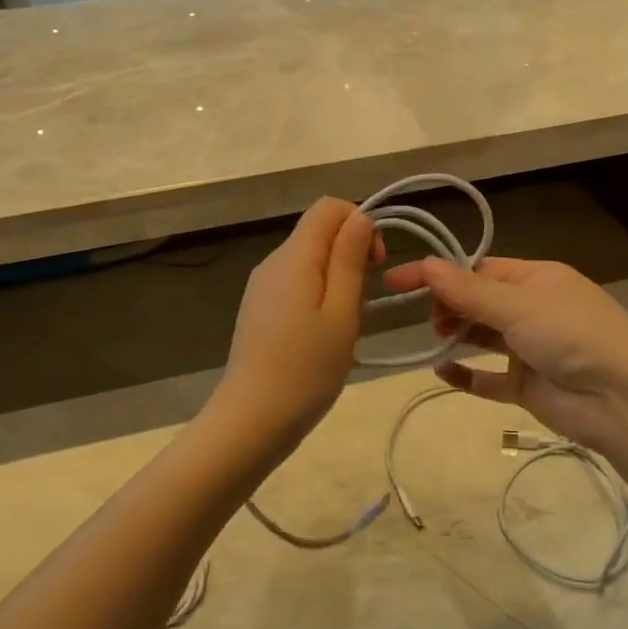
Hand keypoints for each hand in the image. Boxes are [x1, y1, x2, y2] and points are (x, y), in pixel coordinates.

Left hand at [204, 198, 382, 462]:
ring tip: (344, 326)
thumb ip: (349, 260)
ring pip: (309, 261)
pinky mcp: (259, 309)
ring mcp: (262, 287)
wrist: (251, 421)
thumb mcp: (341, 313)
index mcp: (294, 257)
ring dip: (337, 280)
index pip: (328, 207)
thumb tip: (360, 216)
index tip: (376, 264)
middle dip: (350, 255)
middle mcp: (273, 262)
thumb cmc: (306, 369)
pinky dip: (318, 297)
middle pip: (319, 233)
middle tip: (362, 304)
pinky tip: (323, 336)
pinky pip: (296, 284)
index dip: (360, 224)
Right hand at [378, 256, 627, 461]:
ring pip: (483, 336)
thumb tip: (425, 264)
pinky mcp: (528, 386)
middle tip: (431, 320)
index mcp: (536, 279)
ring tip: (434, 338)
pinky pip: (489, 378)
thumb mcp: (517, 305)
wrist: (623, 399)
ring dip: (457, 334)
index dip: (440, 273)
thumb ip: (467, 291)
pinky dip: (467, 374)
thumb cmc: (571, 334)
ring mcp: (530, 348)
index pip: (479, 269)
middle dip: (450, 305)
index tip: (398, 280)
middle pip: (479, 301)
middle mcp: (533, 309)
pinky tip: (442, 371)